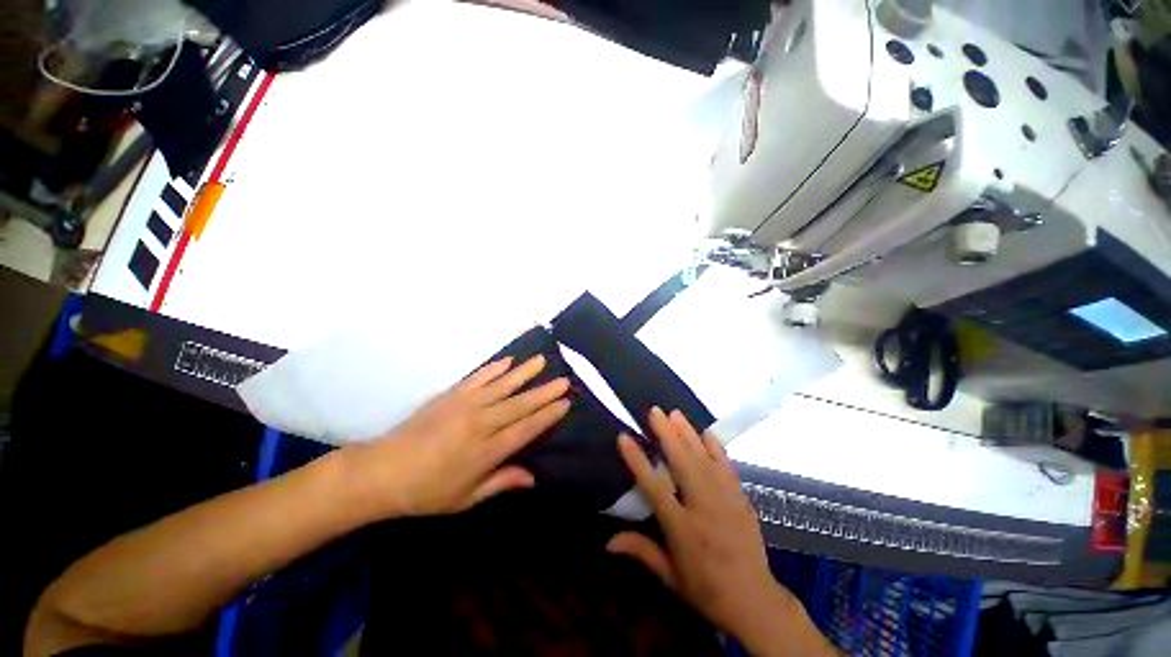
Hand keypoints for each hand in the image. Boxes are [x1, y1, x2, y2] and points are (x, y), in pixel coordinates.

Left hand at [344, 355, 569, 517]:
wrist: (383, 471)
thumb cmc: (427, 491)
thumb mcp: (466, 498)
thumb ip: (501, 482)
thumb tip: (534, 477)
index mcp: (486, 451)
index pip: (526, 429)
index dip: (547, 415)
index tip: (565, 403)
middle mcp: (480, 423)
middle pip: (519, 405)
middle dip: (544, 392)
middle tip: (564, 379)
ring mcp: (465, 405)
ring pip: (502, 386)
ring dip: (524, 373)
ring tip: (542, 360)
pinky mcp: (451, 395)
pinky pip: (478, 378)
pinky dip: (494, 368)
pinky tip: (508, 360)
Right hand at [607, 408, 835, 656]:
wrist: (754, 600)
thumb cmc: (706, 589)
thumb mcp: (669, 576)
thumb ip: (641, 551)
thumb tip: (606, 542)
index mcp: (682, 528)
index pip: (654, 487)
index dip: (638, 460)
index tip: (624, 437)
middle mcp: (703, 507)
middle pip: (682, 463)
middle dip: (667, 434)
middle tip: (654, 411)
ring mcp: (725, 499)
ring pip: (703, 459)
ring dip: (688, 434)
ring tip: (675, 413)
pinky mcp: (740, 498)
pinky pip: (727, 466)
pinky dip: (716, 447)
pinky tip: (706, 433)